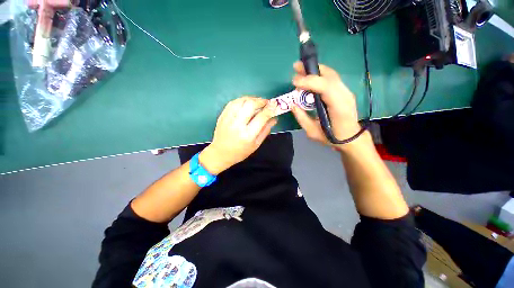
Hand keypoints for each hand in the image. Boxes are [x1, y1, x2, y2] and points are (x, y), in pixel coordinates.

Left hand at [199, 97, 277, 173]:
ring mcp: (228, 119)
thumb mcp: (256, 144)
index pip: (261, 117)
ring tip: (257, 102)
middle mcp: (237, 125)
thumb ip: (266, 130)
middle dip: (261, 101)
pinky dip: (242, 100)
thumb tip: (274, 118)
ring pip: (241, 101)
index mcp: (248, 135)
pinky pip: (233, 102)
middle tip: (266, 103)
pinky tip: (246, 103)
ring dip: (252, 98)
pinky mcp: (222, 116)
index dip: (270, 109)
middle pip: (250, 105)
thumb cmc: (240, 152)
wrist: (220, 153)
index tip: (275, 104)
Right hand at [290, 62, 361, 147]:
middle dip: (311, 70)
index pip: (326, 87)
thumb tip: (292, 105)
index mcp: (338, 108)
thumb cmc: (331, 138)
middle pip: (329, 76)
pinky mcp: (344, 91)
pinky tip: (311, 76)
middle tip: (296, 67)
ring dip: (315, 70)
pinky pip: (332, 78)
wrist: (351, 138)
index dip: (309, 81)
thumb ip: (302, 118)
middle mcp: (345, 96)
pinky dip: (320, 75)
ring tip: (301, 69)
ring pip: (331, 75)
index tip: (294, 82)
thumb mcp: (313, 132)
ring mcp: (346, 92)